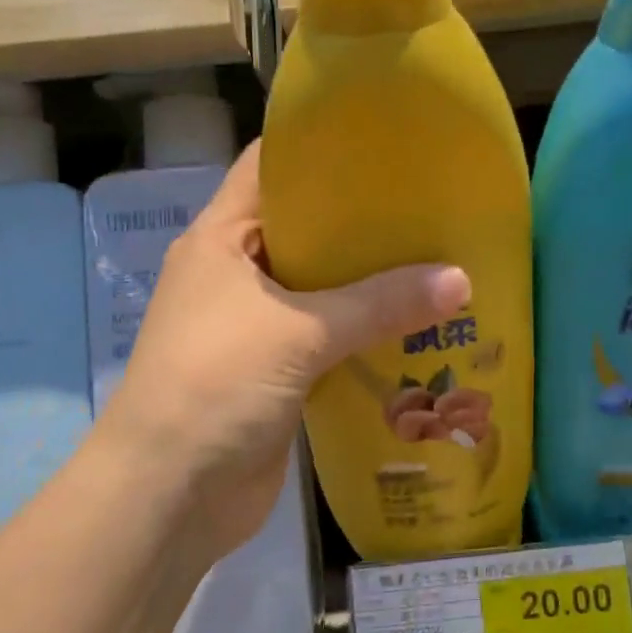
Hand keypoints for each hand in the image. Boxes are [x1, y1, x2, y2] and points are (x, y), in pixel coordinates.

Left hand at [95, 142, 470, 564]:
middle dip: (364, 219)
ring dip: (372, 281)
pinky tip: (419, 325)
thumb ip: (381, 304)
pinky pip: (330, 337)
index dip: (319, 145)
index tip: (384, 136)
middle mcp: (238, 272)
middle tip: (431, 202)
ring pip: (323, 287)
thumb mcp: (300, 332)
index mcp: (223, 238)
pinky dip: (367, 331)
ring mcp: (256, 324)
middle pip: (306, 227)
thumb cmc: (216, 384)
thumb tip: (463, 280)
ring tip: (439, 257)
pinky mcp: (278, 371)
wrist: (169, 496)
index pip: (269, 166)